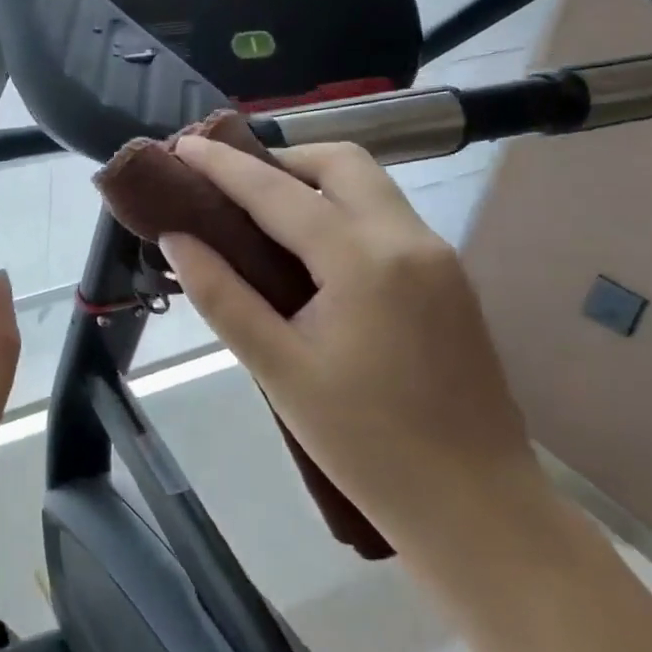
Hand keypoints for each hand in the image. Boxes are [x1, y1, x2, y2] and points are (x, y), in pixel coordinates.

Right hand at [160, 138, 546, 557]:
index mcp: (363, 260)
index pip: (277, 192)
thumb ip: (221, 295)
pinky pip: (385, 217)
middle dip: (279, 158)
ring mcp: (438, 257)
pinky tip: (309, 249)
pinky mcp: (449, 280)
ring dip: (312, 180)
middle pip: (340, 163)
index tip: (182, 144)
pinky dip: (340, 209)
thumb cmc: (365, 443)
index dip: (223, 165)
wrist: (476, 507)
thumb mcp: (277, 369)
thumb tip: (176, 239)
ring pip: (369, 185)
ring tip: (259, 210)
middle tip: (228, 182)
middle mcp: (409, 240)